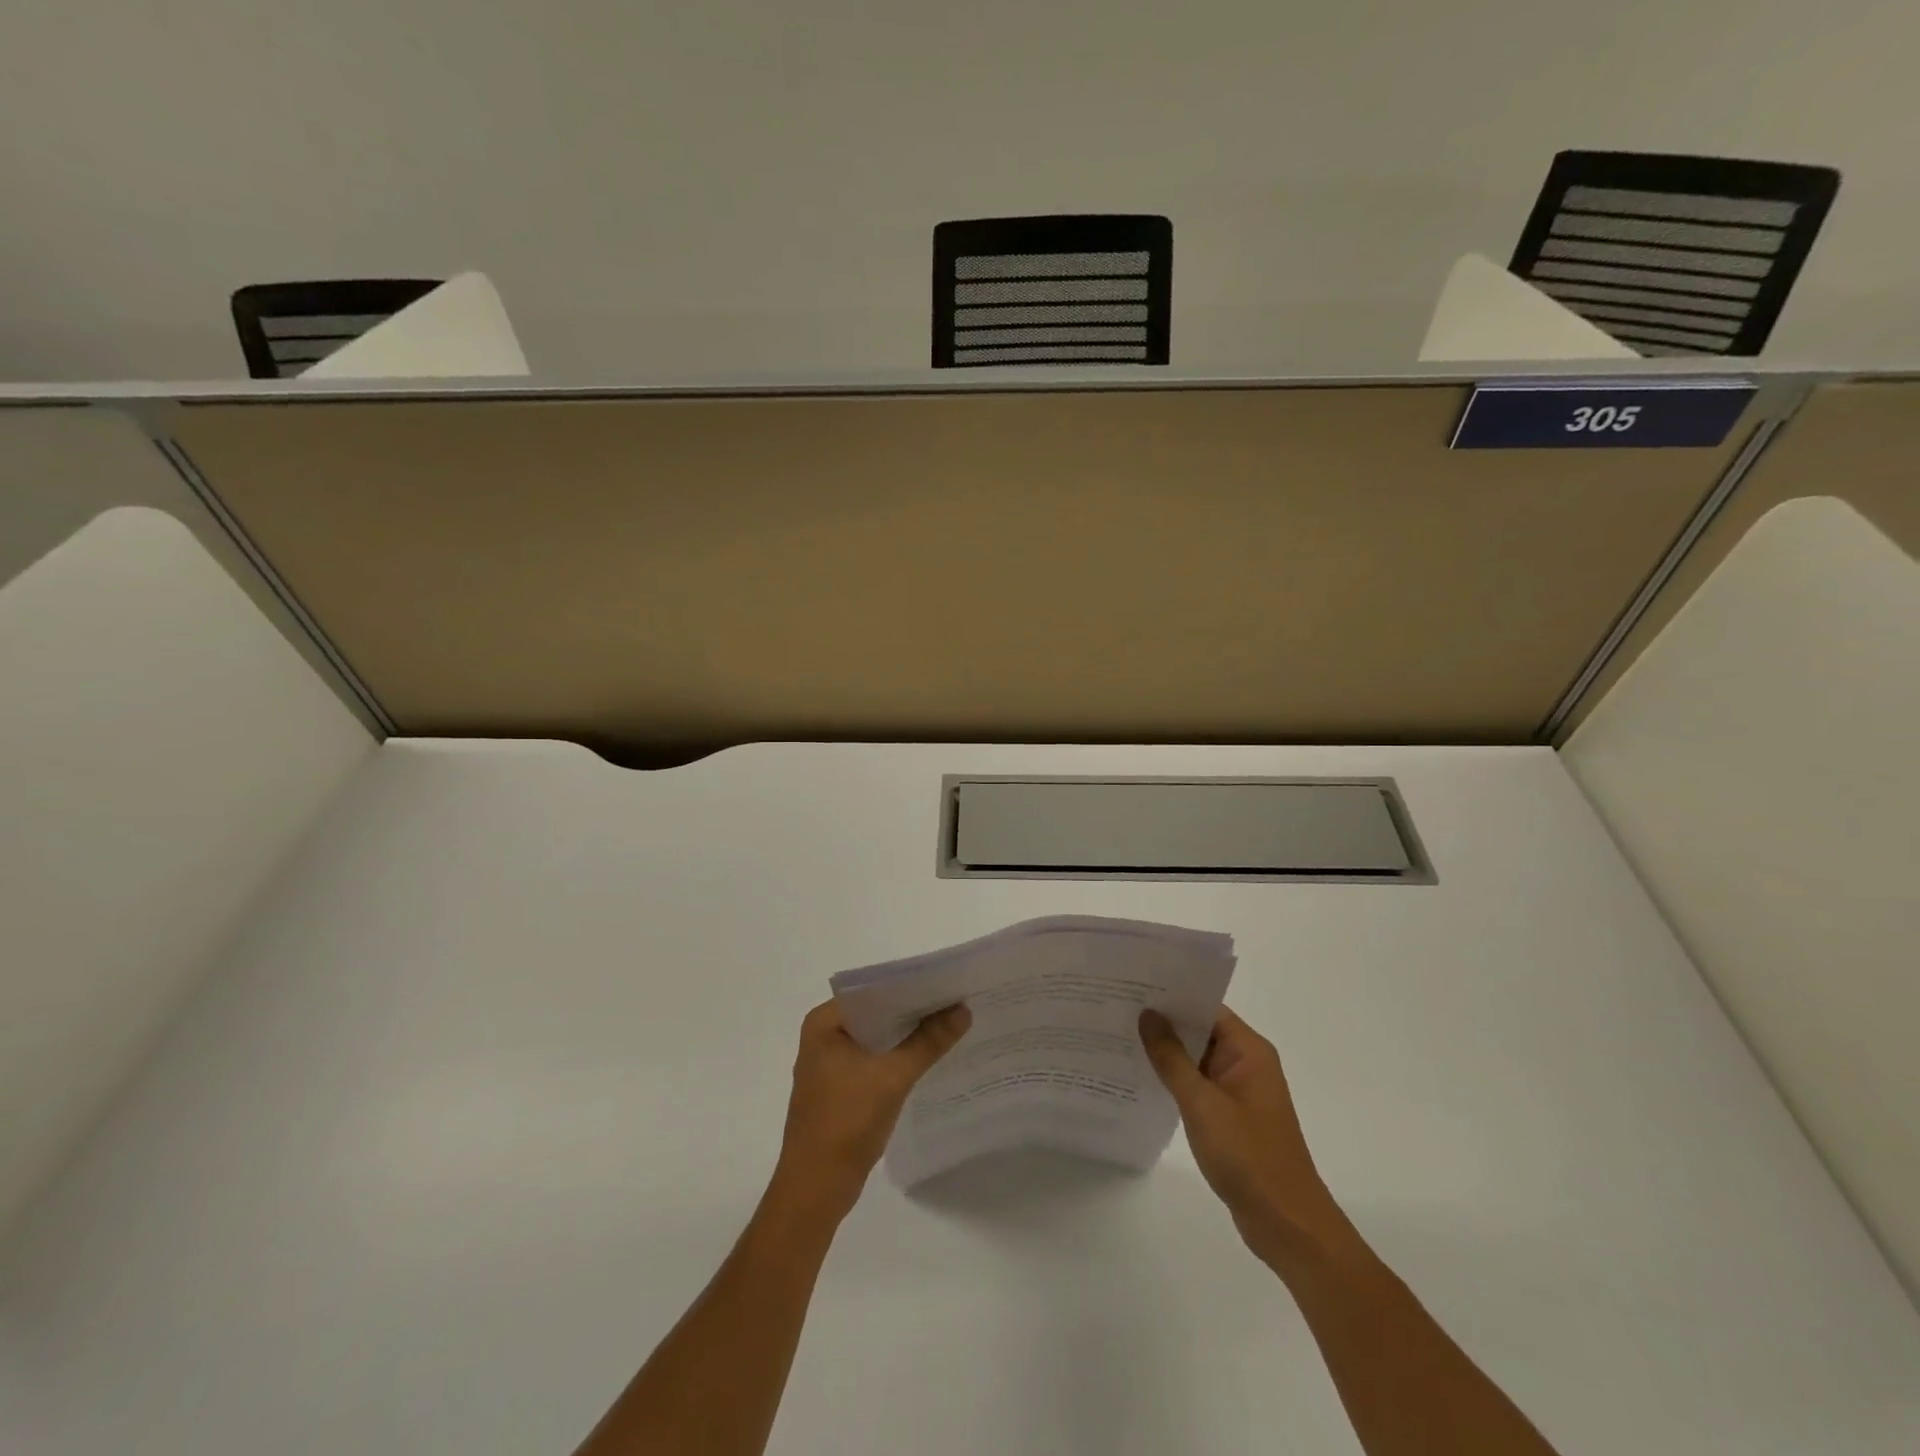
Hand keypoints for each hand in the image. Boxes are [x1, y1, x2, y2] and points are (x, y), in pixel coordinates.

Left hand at [774, 999, 970, 1217]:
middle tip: (955, 999)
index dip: (910, 985)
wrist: (816, 1190)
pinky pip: (874, 1059)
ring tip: (950, 1022)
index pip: (873, 989)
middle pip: (876, 1012)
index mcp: (824, 1023)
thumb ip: (928, 1041)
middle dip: (913, 1009)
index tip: (946, 981)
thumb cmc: (846, 1122)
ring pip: (877, 1037)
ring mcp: (830, 1064)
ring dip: (907, 1033)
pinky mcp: (840, 1088)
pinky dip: (898, 1056)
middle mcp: (824, 1036)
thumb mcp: (893, 1077)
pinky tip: (929, 1055)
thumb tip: (963, 1009)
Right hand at [1140, 1006, 1354, 1263]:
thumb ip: (1171, 1058)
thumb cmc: (1247, 1155)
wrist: (1285, 1224)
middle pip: (1200, 1030)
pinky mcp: (1231, 1116)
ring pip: (1196, 1059)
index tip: (1131, 988)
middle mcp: (1247, 1063)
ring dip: (1166, 1053)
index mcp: (1248, 1051)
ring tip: (1119, 1038)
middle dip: (1162, 1023)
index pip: (1205, 1007)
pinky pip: (1198, 1085)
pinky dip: (1174, 1080)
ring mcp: (1239, 1091)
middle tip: (1116, 1009)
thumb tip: (1147, 1014)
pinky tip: (1141, 1079)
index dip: (1171, 996)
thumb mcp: (1202, 1103)